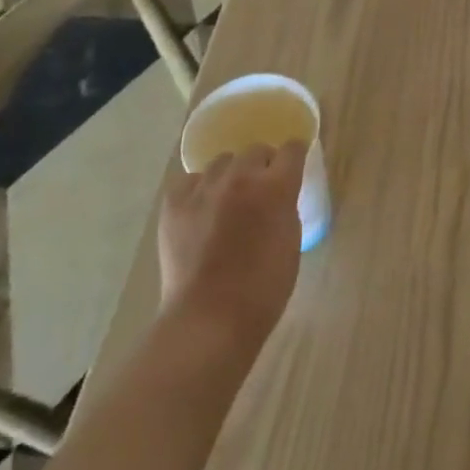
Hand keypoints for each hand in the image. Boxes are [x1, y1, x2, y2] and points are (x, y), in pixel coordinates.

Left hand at [157, 142, 305, 345]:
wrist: (209, 319)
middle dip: (262, 165)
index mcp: (276, 187)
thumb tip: (278, 195)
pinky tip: (201, 210)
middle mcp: (240, 177)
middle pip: (256, 150)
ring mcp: (204, 188)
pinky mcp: (174, 204)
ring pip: (222, 162)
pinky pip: (190, 181)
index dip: (294, 156)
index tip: (293, 167)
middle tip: (260, 191)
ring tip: (227, 200)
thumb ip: (286, 207)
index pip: (292, 149)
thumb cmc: (263, 288)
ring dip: (231, 175)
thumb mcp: (291, 241)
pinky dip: (199, 189)